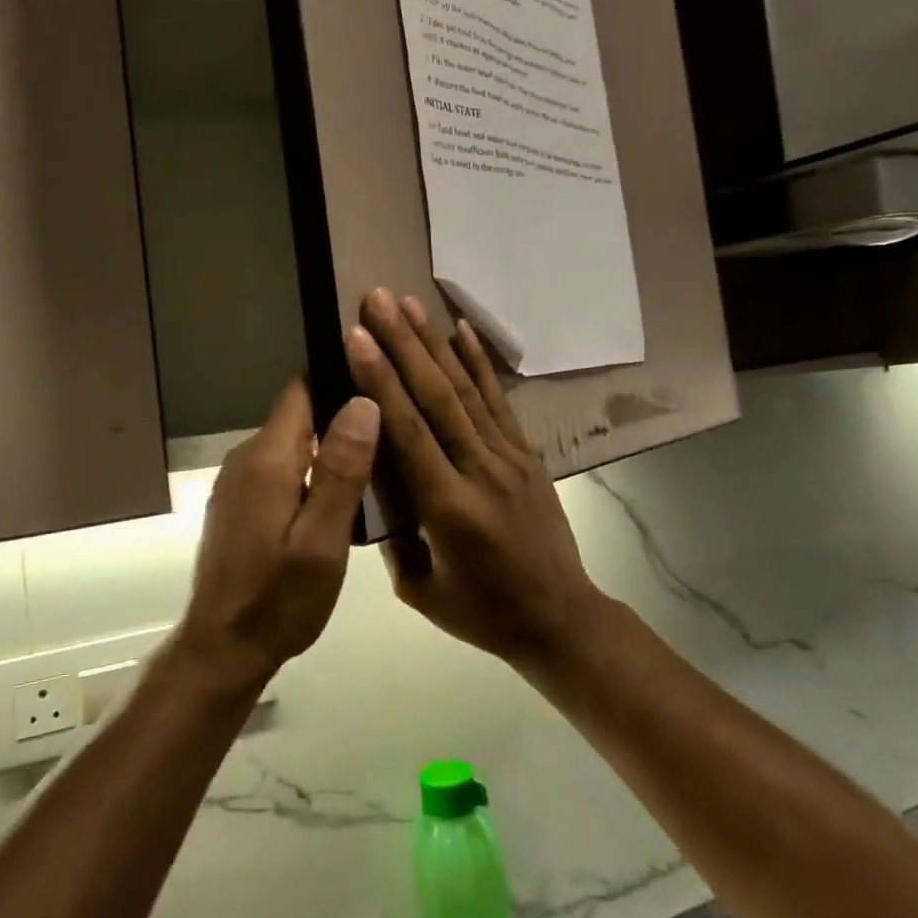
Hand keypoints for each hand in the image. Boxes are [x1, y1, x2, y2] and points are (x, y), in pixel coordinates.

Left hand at [172, 380, 379, 694]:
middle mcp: (246, 457)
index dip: (338, 380)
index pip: (301, 391)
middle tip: (390, 429)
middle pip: (298, 415)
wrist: (223, 648)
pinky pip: (278, 468)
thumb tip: (363, 401)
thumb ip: (341, 470)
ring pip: (290, 443)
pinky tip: (336, 494)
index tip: (379, 382)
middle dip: (339, 416)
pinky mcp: (238, 502)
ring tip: (373, 459)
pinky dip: (307, 471)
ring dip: (326, 447)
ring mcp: (237, 481)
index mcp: (268, 459)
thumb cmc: (279, 599)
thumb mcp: (322, 541)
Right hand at [343, 287, 603, 669]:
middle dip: (403, 344)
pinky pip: (500, 401)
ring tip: (408, 303)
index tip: (357, 338)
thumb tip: (369, 480)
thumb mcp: (420, 591)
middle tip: (376, 299)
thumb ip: (391, 536)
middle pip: (438, 397)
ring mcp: (509, 457)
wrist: (560, 618)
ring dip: (434, 343)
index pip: (410, 432)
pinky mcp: (526, 452)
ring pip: (467, 390)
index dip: (382, 381)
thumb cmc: (483, 612)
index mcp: (449, 509)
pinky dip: (480, 362)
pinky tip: (462, 329)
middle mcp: (481, 471)